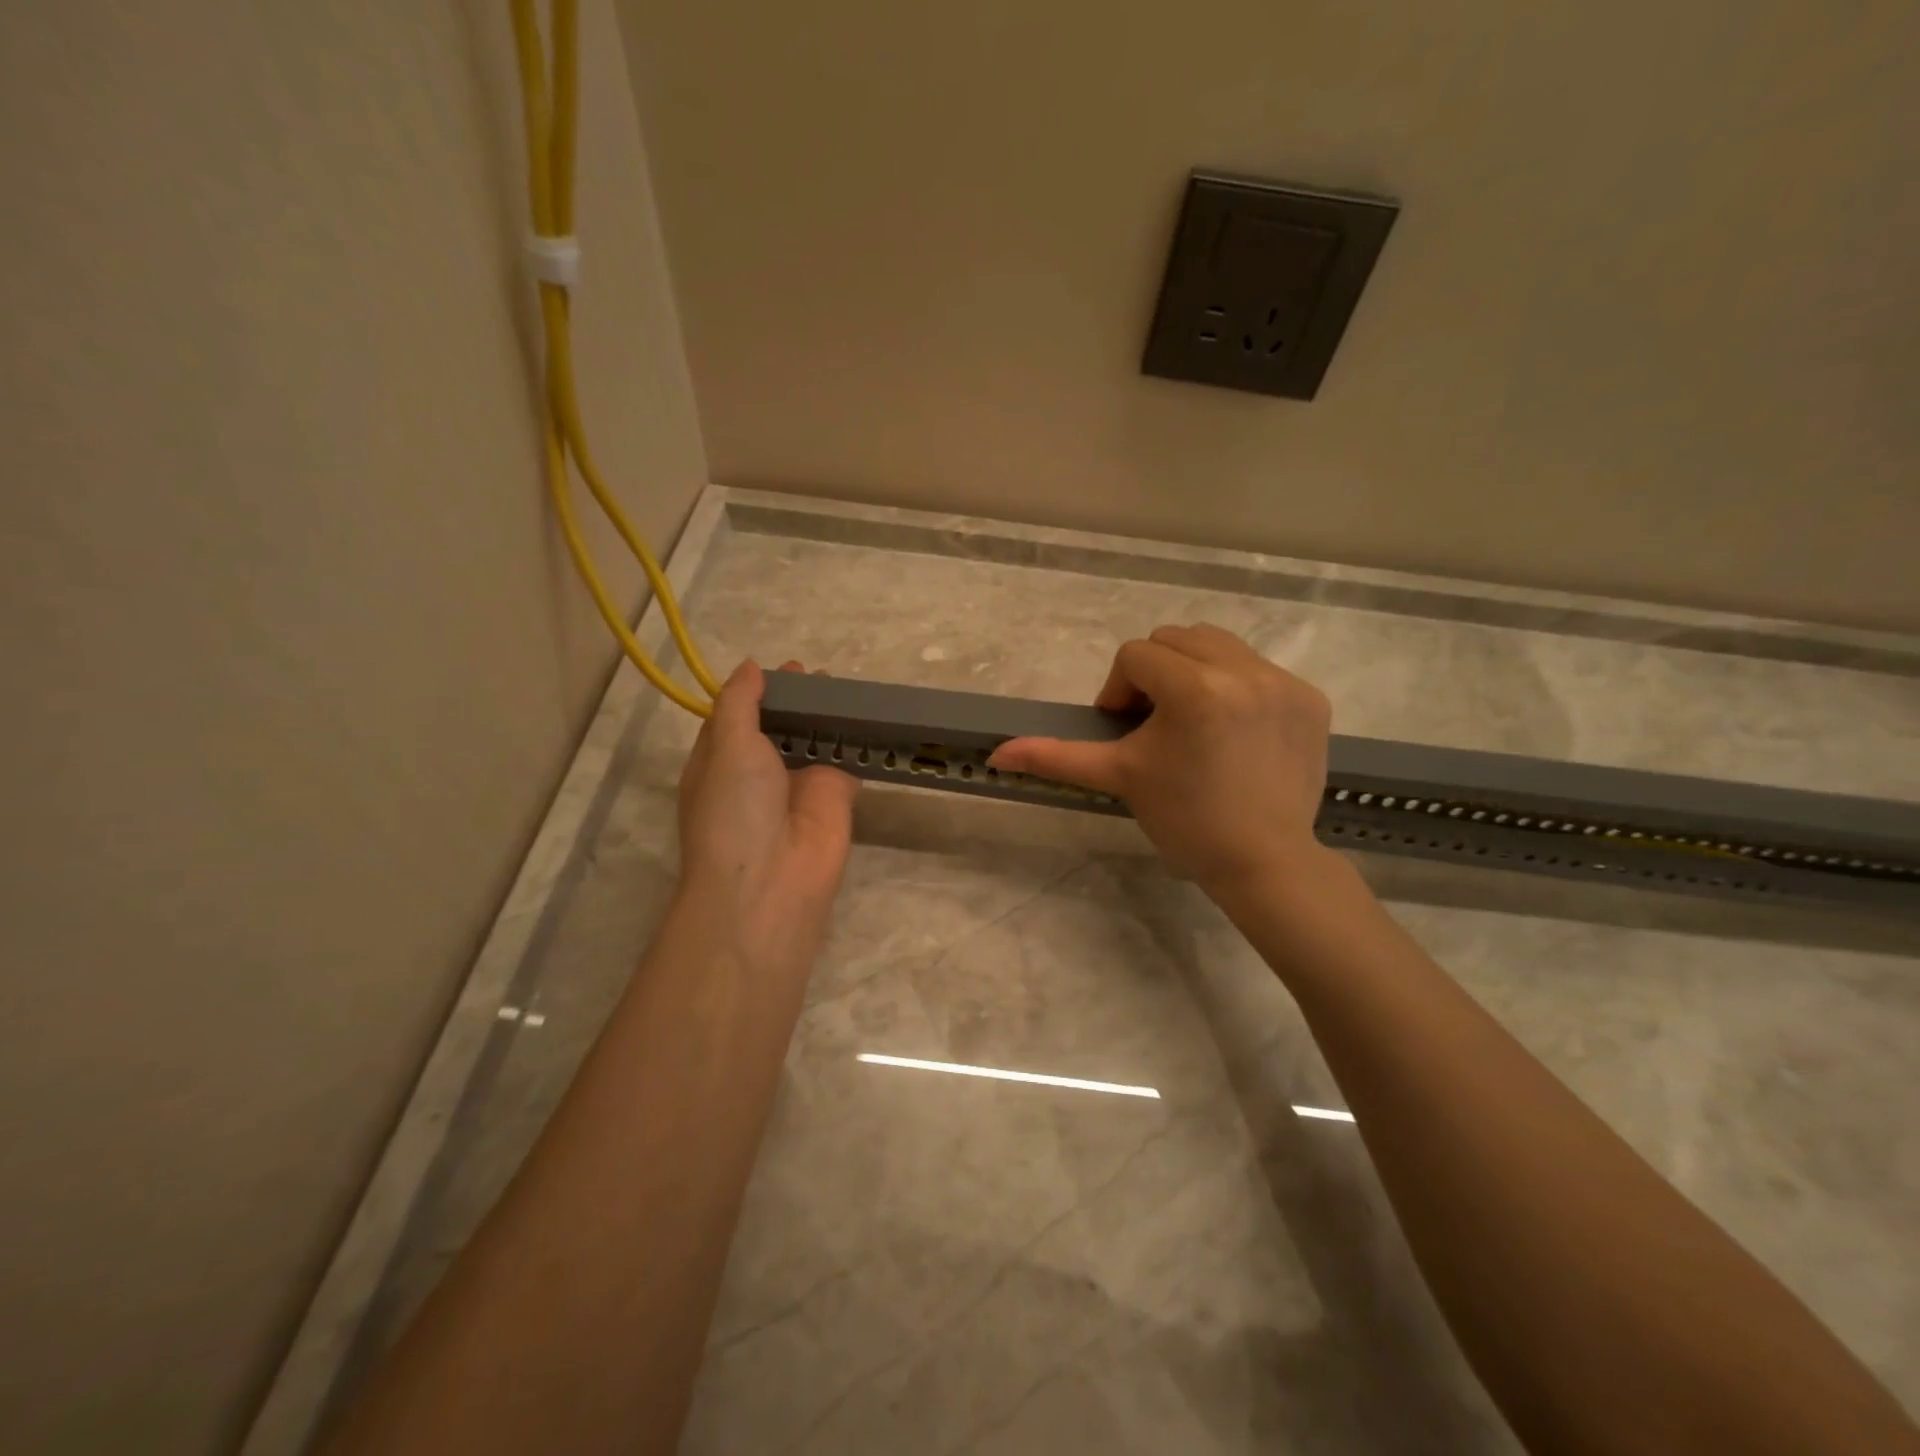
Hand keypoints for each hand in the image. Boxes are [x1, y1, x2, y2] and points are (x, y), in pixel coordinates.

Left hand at [676, 660, 857, 982]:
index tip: (785, 670)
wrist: (772, 880)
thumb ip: (740, 703)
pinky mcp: (837, 795)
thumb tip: (751, 667)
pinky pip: (848, 758)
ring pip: (815, 738)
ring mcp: (800, 783)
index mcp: (720, 760)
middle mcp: (759, 771)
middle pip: (780, 725)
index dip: (758, 691)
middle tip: (819, 676)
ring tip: (845, 687)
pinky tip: (868, 711)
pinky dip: (856, 736)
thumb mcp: (726, 746)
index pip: (737, 716)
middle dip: (797, 701)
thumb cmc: (735, 808)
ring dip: (827, 714)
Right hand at [990, 624, 1333, 897]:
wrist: (1264, 863)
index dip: (1120, 690)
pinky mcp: (1311, 698)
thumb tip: (997, 754)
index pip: (1135, 656)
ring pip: (1219, 645)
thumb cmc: (1185, 820)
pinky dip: (1237, 687)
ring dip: (1195, 671)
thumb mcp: (1119, 778)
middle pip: (1176, 639)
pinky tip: (1234, 732)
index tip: (1126, 730)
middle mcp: (1245, 671)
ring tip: (1194, 721)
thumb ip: (1056, 757)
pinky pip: (1258, 668)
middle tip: (1156, 724)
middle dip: (1156, 674)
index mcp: (1195, 688)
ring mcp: (1285, 682)